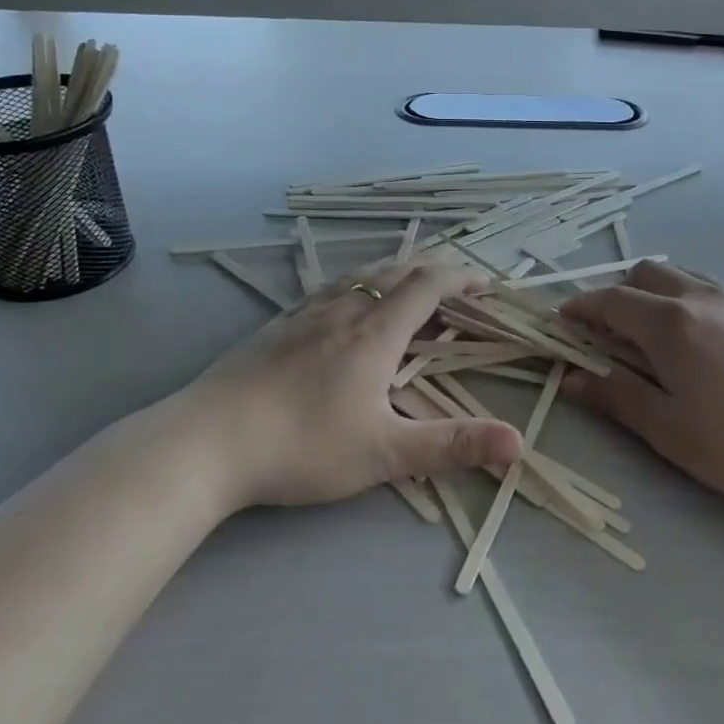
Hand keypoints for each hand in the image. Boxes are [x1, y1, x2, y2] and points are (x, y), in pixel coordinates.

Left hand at [155, 259, 521, 510]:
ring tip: (408, 286)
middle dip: (433, 271)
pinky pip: (329, 290)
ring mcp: (304, 316)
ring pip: (359, 277)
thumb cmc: (301, 445)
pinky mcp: (275, 328)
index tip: (487, 284)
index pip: (428, 286)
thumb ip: (451, 446)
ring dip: (394, 274)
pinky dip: (357, 286)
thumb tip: (518, 443)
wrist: (205, 442)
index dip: (462, 278)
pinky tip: (344, 305)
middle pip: (395, 272)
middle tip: (457, 285)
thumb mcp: (384, 453)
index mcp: (375, 332)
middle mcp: (343, 311)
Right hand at [560, 264, 723, 523]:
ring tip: (652, 337)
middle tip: (608, 334)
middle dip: (617, 294)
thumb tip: (569, 378)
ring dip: (654, 294)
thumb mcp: (670, 431)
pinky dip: (688, 302)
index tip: (561, 322)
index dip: (580, 308)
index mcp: (670, 323)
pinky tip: (702, 345)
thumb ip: (616, 397)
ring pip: (682, 277)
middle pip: (646, 274)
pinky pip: (712, 291)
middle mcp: (702, 298)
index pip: (610, 300)